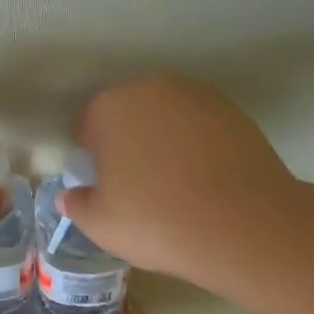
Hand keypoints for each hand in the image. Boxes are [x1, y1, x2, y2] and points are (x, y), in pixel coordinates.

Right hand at [59, 74, 296, 285]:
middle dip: (126, 141)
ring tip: (174, 183)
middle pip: (127, 113)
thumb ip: (77, 204)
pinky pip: (200, 127)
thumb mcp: (101, 224)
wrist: (245, 225)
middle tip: (135, 184)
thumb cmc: (156, 220)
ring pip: (165, 118)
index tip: (102, 184)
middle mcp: (150, 89)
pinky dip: (196, 145)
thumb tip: (69, 196)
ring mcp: (197, 96)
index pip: (86, 125)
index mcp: (109, 107)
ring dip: (163, 140)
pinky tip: (204, 179)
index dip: (90, 156)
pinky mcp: (235, 111)